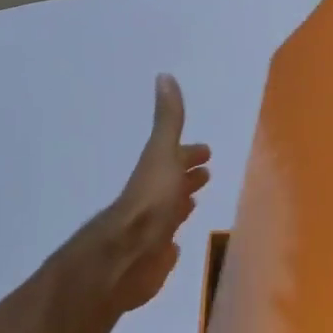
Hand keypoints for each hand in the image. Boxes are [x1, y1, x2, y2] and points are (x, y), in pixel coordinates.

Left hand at [91, 74, 211, 313]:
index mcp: (156, 173)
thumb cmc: (150, 202)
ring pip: (170, 211)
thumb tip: (164, 75)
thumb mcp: (161, 154)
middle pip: (172, 183)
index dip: (190, 154)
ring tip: (194, 201)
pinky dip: (173, 237)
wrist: (127, 255)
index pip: (176, 158)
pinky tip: (176, 244)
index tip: (206, 152)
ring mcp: (152, 228)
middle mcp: (152, 198)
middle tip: (205, 173)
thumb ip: (167, 120)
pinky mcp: (154, 257)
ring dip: (181, 204)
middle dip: (187, 176)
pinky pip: (166, 243)